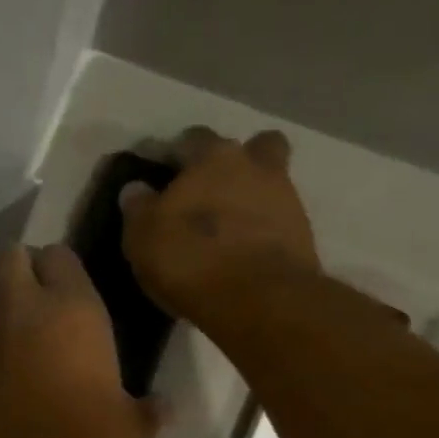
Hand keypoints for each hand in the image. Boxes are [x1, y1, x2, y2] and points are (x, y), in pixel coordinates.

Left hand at [0, 244, 163, 437]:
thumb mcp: (130, 432)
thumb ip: (150, 411)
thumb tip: (166, 406)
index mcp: (73, 309)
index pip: (60, 255)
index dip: (61, 269)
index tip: (66, 291)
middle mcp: (20, 304)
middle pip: (12, 257)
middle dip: (22, 270)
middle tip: (33, 301)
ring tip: (2, 320)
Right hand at [120, 127, 320, 321]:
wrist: (257, 299)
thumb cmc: (190, 258)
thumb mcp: (143, 236)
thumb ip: (139, 208)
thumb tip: (136, 189)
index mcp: (213, 157)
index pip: (193, 138)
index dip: (177, 153)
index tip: (164, 174)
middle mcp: (255, 166)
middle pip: (252, 148)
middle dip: (233, 163)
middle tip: (210, 192)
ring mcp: (286, 198)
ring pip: (270, 183)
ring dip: (252, 197)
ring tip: (228, 228)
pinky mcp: (303, 235)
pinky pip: (279, 221)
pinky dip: (263, 230)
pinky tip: (244, 252)